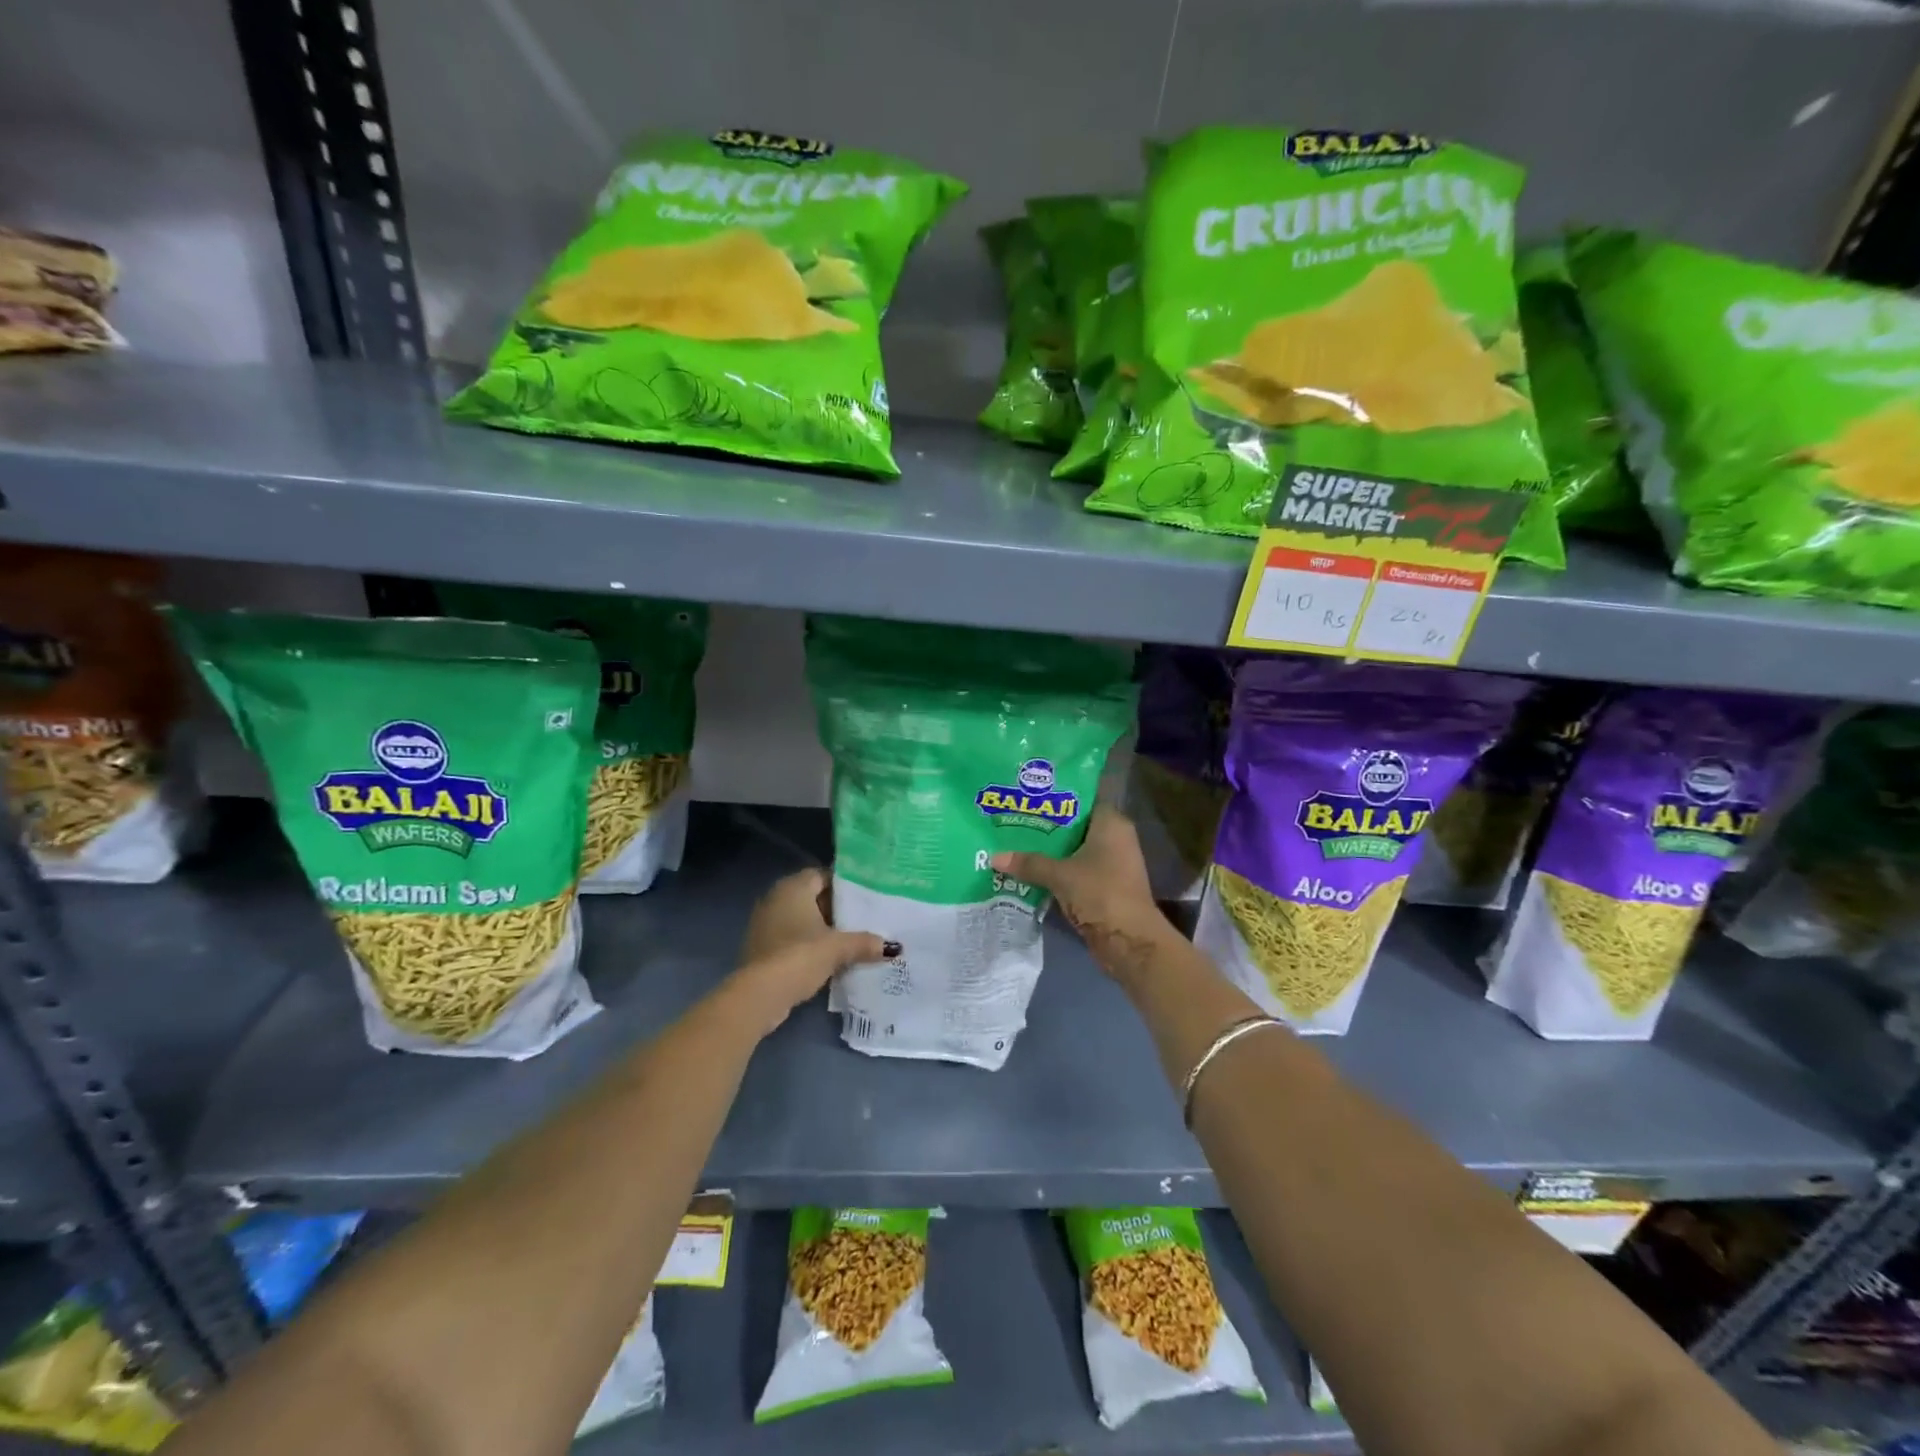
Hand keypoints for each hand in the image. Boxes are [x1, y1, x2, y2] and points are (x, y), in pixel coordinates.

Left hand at [729, 867, 897, 1033]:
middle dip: (835, 908)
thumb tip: (891, 947)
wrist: (760, 994)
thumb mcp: (838, 948)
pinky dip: (807, 944)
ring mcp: (765, 923)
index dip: (844, 885)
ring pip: (801, 918)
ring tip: (850, 939)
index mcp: (793, 887)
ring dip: (821, 928)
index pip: (822, 875)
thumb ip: (864, 942)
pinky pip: (791, 937)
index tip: (866, 897)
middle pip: (812, 896)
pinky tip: (828, 958)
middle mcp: (775, 898)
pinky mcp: (761, 947)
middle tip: (863, 918)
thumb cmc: (799, 956)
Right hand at [991, 805, 1169, 966]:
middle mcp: (1115, 839)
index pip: (1082, 799)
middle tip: (1013, 818)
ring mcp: (1111, 864)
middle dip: (1046, 825)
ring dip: (1050, 851)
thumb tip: (994, 857)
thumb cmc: (1100, 893)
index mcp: (1111, 824)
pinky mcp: (1104, 886)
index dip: (1057, 797)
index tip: (1029, 796)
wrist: (1129, 941)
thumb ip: (1029, 863)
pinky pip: (1076, 870)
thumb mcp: (1060, 875)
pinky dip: (1057, 871)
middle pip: (1075, 825)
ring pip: (1074, 850)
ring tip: (1014, 842)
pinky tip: (1029, 870)